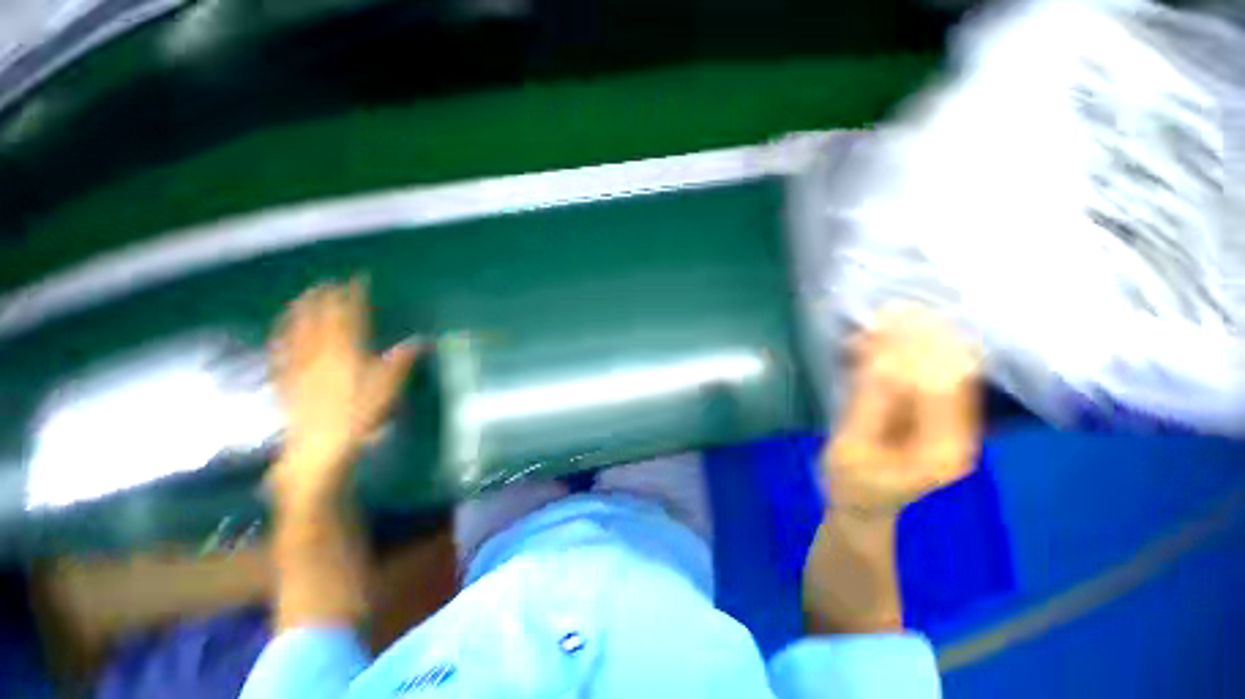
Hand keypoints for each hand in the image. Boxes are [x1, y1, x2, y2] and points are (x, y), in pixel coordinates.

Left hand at [269, 279, 419, 503]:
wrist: (318, 447)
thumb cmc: (357, 418)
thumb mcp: (387, 391)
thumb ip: (399, 363)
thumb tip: (419, 342)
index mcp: (347, 354)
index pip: (351, 318)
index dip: (354, 297)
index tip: (357, 281)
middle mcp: (320, 354)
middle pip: (322, 320)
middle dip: (325, 298)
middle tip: (327, 281)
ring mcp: (300, 366)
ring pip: (298, 331)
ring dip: (301, 310)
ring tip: (302, 295)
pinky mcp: (286, 381)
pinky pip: (282, 352)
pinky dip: (281, 336)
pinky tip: (279, 330)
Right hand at [825, 303, 980, 518]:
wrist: (862, 504)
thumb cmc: (852, 484)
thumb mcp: (851, 448)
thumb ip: (868, 407)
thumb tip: (882, 361)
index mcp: (944, 448)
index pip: (943, 386)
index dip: (920, 350)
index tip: (891, 321)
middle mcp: (957, 430)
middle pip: (949, 372)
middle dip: (922, 338)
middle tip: (890, 310)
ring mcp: (947, 421)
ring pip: (939, 369)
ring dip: (914, 342)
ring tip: (883, 319)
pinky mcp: (930, 413)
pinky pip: (923, 375)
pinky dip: (902, 354)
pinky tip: (878, 340)